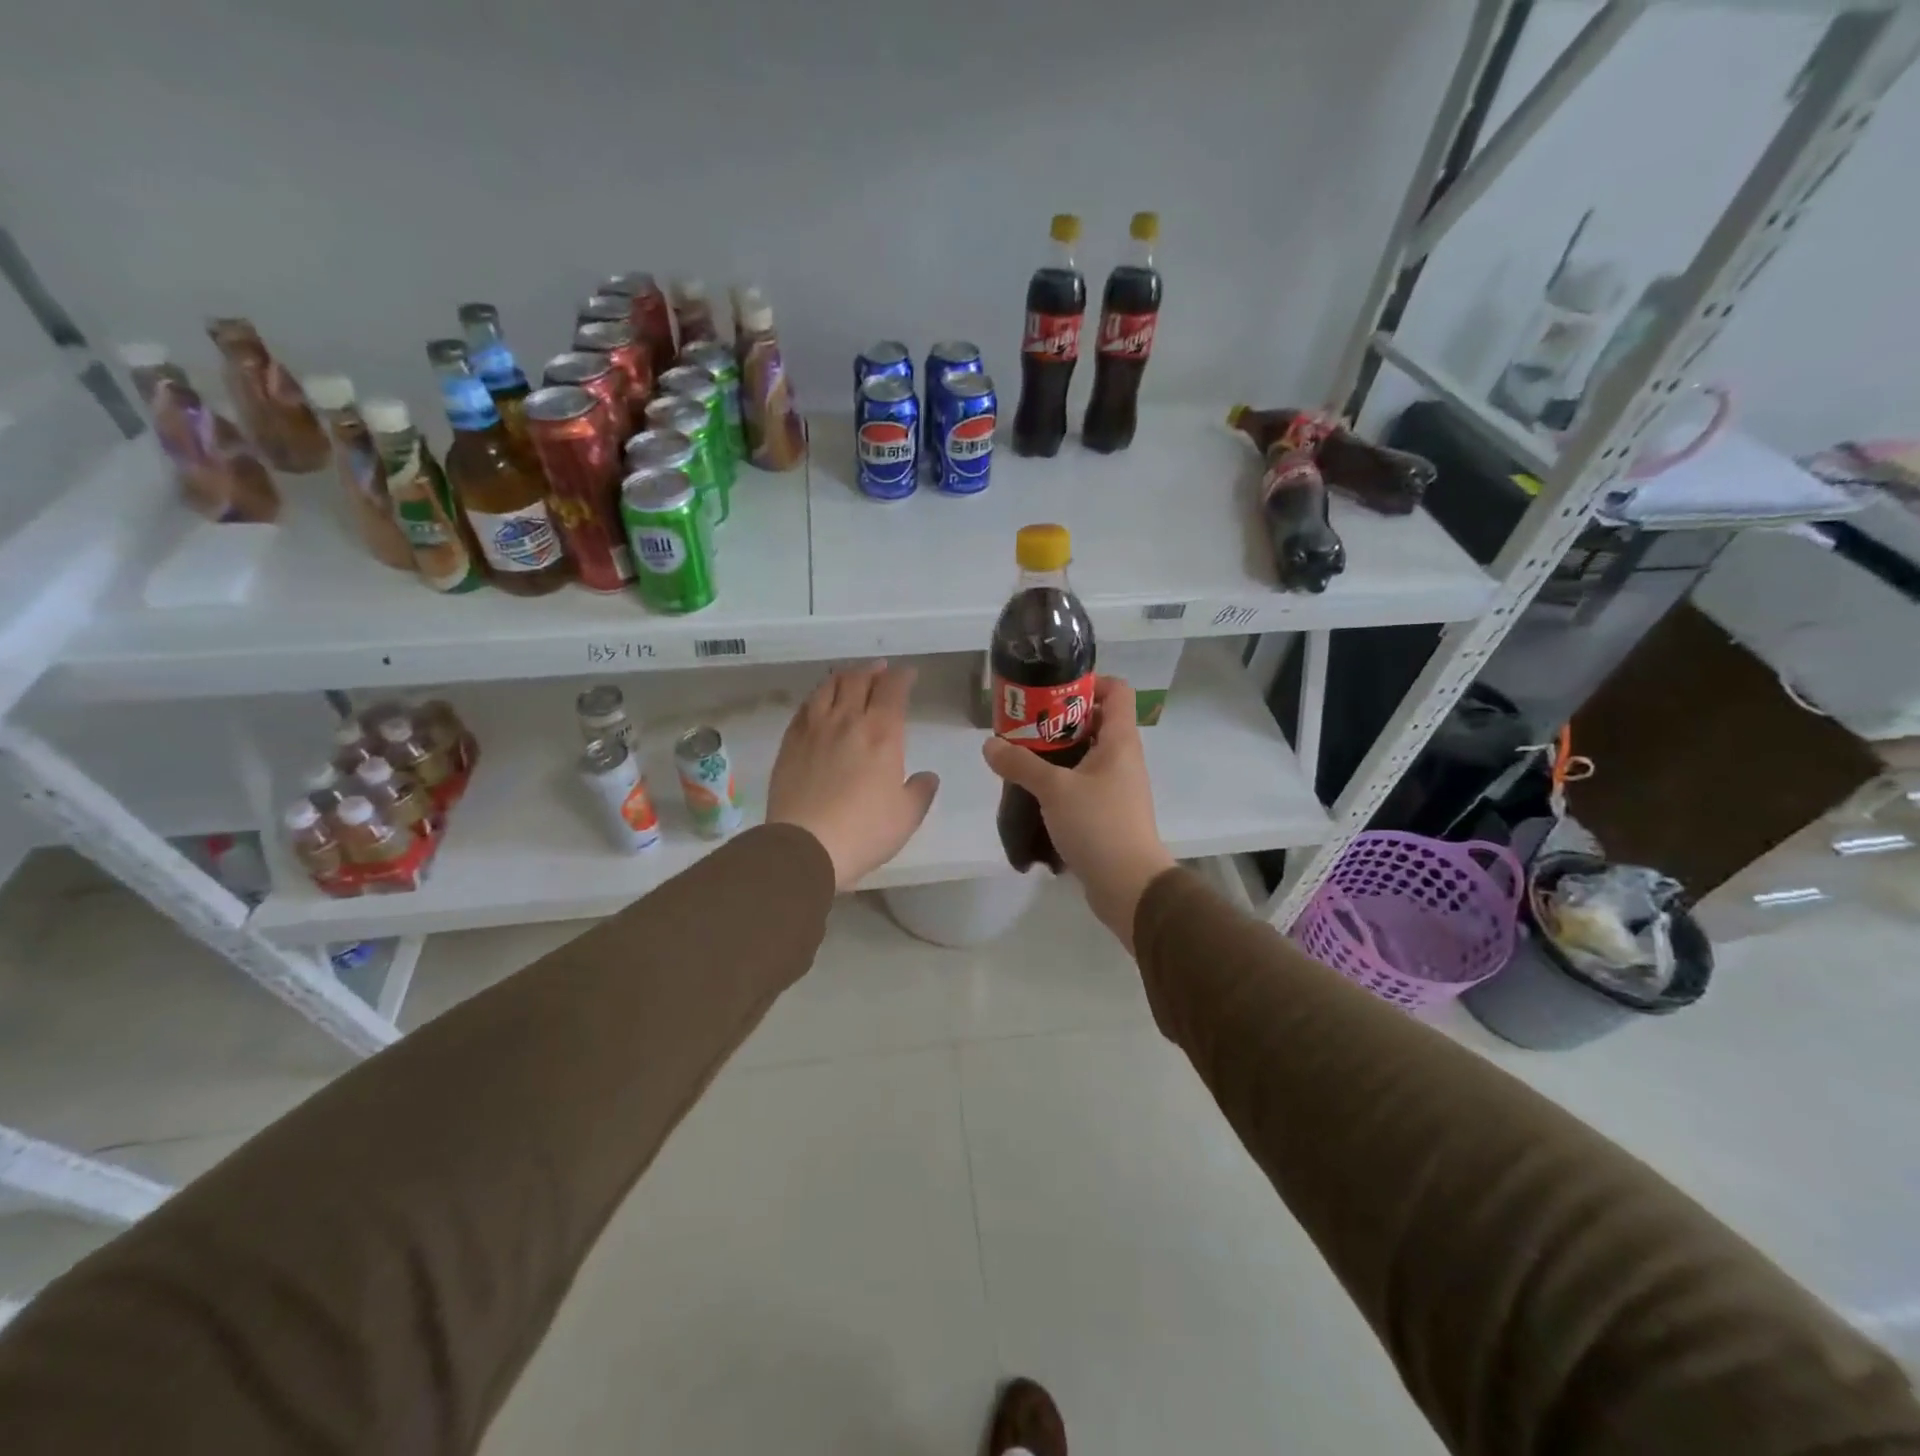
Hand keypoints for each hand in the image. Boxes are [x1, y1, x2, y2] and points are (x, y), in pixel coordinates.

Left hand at [768, 662, 939, 890]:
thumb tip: (927, 776)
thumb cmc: (864, 831)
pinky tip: (818, 702)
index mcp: (882, 734)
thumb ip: (920, 791)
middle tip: (881, 670)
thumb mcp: (907, 816)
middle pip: (859, 680)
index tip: (909, 674)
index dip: (902, 677)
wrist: (805, 845)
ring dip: (843, 677)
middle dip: (873, 670)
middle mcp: (848, 721)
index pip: (893, 690)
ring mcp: (814, 729)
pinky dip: (816, 697)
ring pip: (827, 688)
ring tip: (849, 677)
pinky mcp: (790, 743)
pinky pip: (804, 708)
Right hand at [982, 677, 1175, 951]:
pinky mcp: (1108, 812)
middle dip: (1060, 719)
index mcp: (1120, 741)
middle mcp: (1123, 758)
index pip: (1117, 691)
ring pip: (1087, 755)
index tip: (1053, 691)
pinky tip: (1034, 792)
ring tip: (1022, 757)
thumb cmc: (1098, 825)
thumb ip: (1020, 764)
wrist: (1129, 885)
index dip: (1089, 683)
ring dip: (1057, 753)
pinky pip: (1084, 784)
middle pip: (1096, 722)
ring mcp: (1117, 787)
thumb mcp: (1054, 789)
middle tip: (1025, 725)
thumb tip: (990, 745)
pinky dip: (1061, 782)